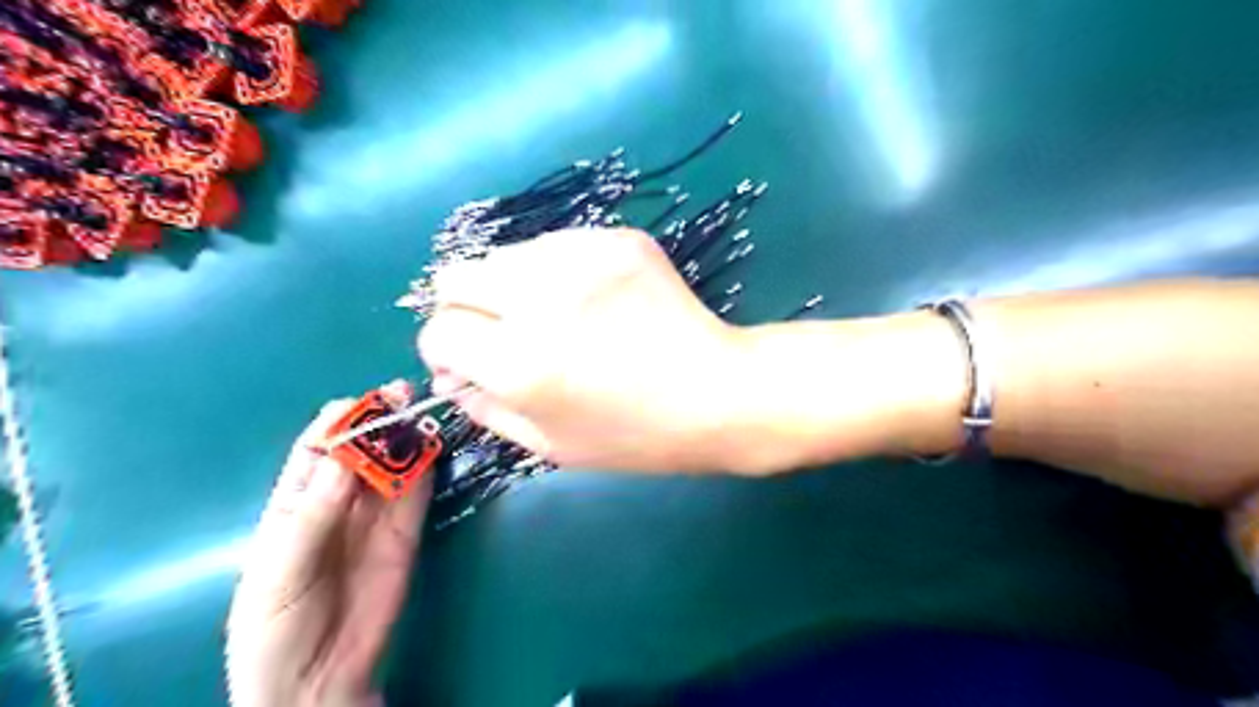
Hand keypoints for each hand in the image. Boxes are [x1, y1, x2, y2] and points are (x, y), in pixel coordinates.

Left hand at [222, 397, 427, 705]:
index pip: (317, 448)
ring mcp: (376, 516)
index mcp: (294, 504)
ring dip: (408, 438)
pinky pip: (418, 493)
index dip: (338, 422)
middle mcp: (338, 501)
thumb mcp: (279, 573)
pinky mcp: (406, 533)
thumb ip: (311, 519)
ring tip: (425, 413)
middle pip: (362, 449)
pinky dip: (427, 468)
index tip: (362, 402)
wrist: (317, 680)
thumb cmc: (276, 627)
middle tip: (404, 395)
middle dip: (380, 420)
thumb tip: (345, 464)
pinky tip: (434, 447)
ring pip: (394, 465)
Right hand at [422, 226, 751, 473]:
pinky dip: (557, 272)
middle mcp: (540, 298)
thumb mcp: (550, 445)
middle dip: (465, 309)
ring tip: (557, 317)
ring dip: (512, 287)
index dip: (448, 351)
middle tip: (503, 333)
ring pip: (505, 255)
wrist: (717, 392)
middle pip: (456, 276)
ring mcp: (581, 257)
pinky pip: (556, 245)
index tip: (471, 362)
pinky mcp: (615, 238)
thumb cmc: (635, 435)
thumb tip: (449, 374)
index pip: (440, 332)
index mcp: (519, 362)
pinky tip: (593, 299)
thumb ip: (485, 407)